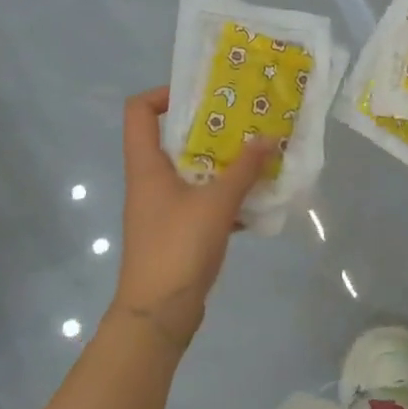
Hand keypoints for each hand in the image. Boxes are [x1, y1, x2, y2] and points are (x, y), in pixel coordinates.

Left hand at [110, 87, 273, 352]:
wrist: (159, 314)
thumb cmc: (178, 247)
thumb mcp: (216, 203)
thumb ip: (244, 170)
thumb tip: (268, 137)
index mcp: (147, 166)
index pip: (139, 111)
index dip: (164, 94)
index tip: (203, 96)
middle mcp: (151, 181)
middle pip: (173, 140)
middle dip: (211, 129)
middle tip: (247, 121)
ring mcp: (164, 208)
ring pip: (193, 172)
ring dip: (224, 164)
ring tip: (259, 156)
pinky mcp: (179, 232)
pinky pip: (204, 202)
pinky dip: (227, 198)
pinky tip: (257, 201)